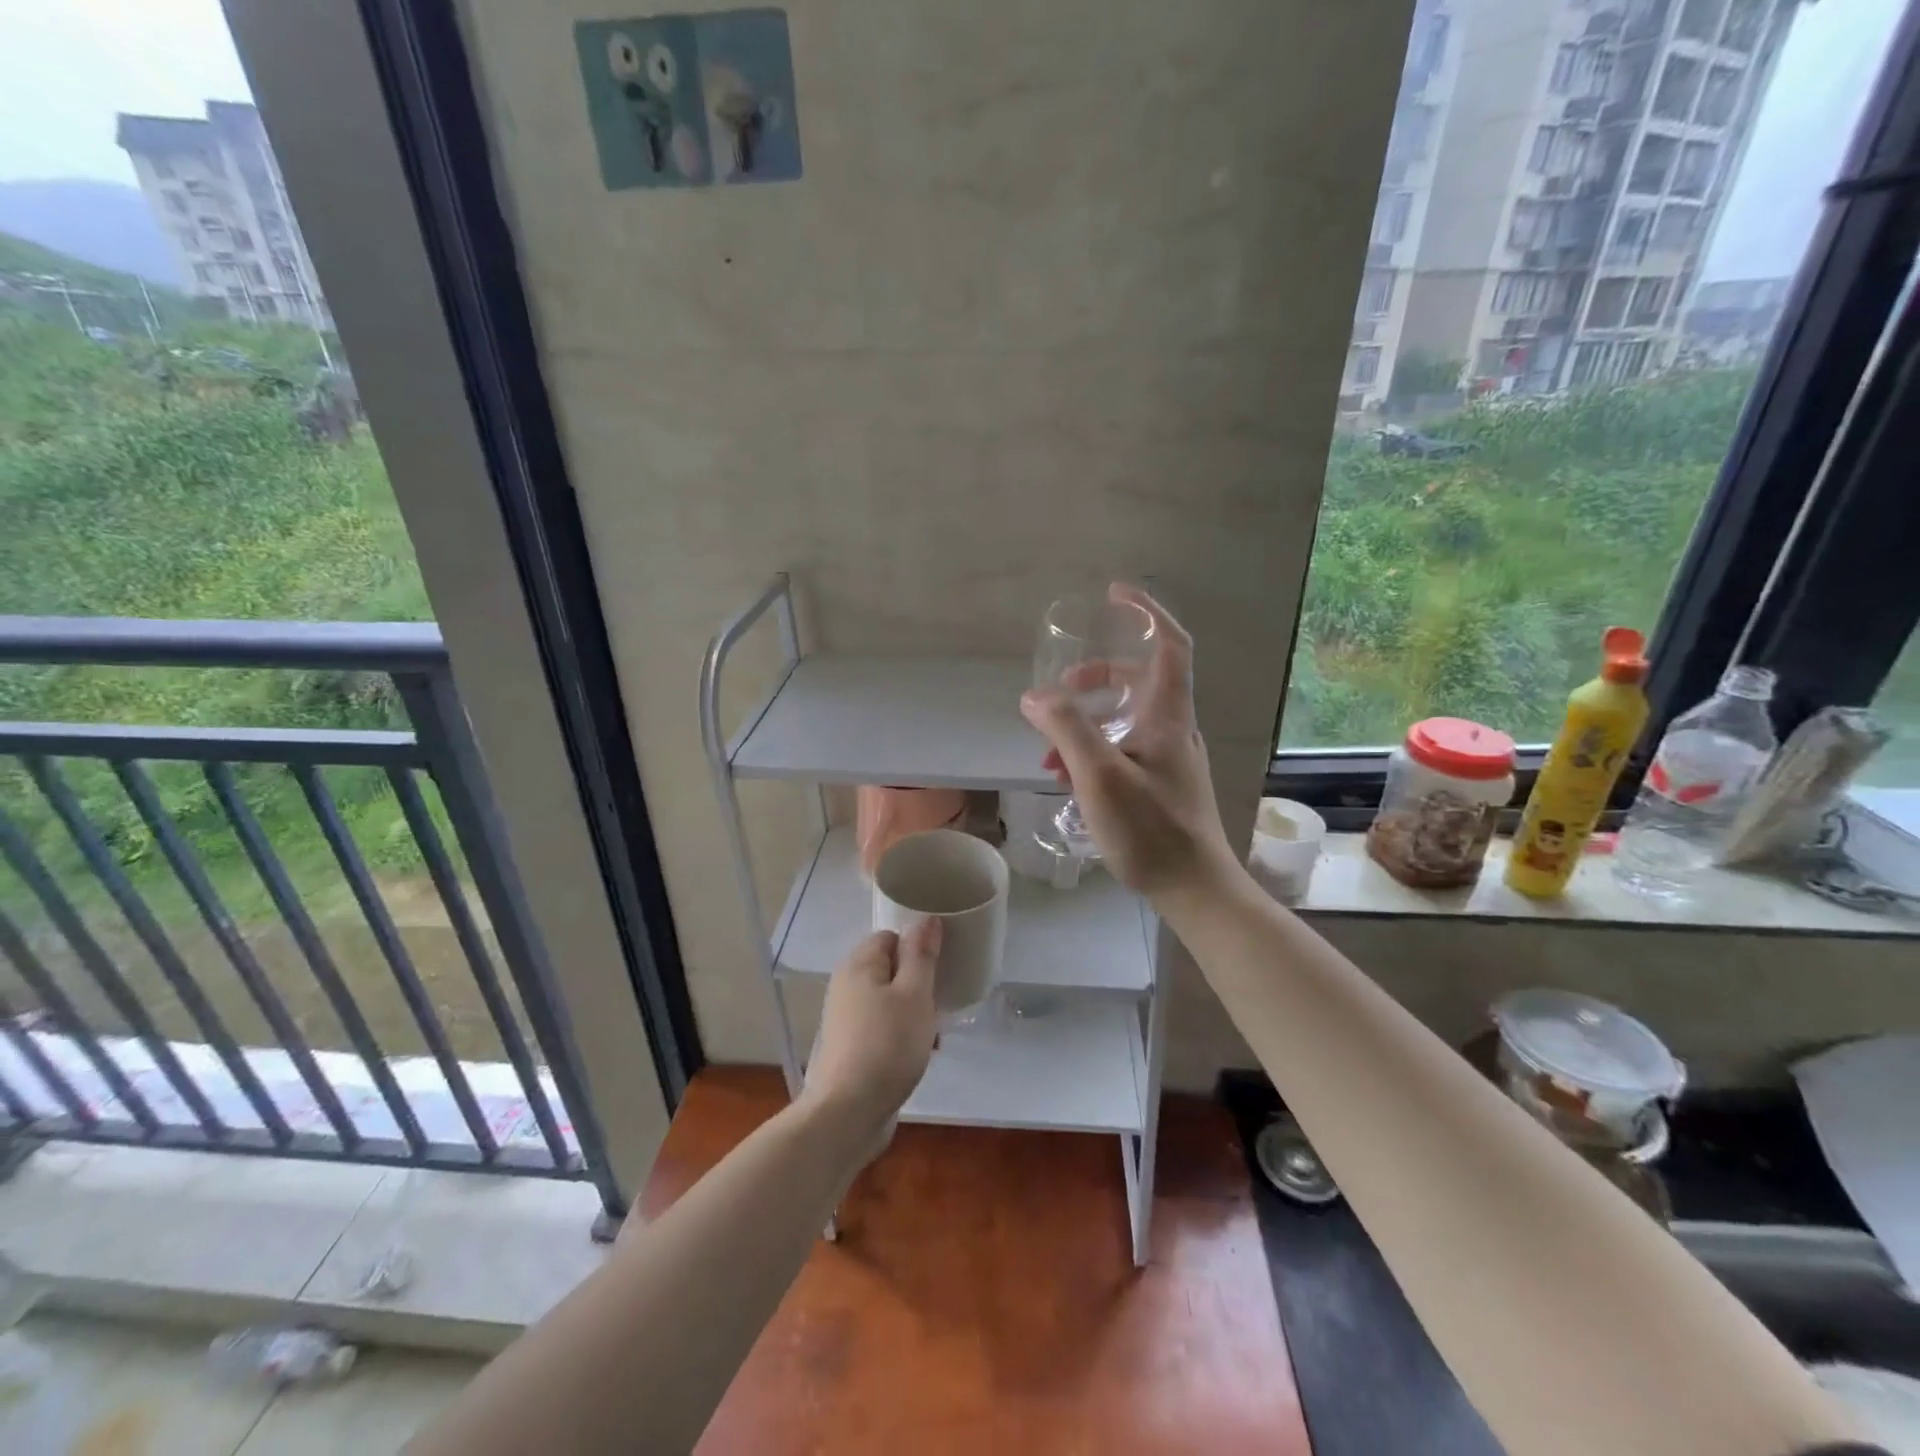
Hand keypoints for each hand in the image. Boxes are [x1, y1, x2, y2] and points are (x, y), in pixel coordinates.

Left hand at [800, 921, 940, 1147]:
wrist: (848, 1113)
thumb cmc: (887, 1045)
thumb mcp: (914, 994)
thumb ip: (921, 954)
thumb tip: (926, 917)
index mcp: (859, 964)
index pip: (891, 937)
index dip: (917, 948)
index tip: (940, 967)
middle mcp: (846, 985)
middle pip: (890, 969)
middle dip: (918, 983)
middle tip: (939, 1002)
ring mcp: (845, 1018)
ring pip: (888, 1001)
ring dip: (913, 1013)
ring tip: (933, 1033)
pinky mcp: (850, 1047)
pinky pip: (882, 1028)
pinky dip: (901, 1035)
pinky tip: (918, 1055)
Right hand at [1020, 583, 1235, 899]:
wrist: (1194, 887)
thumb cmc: (1150, 828)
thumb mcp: (1099, 775)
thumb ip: (1066, 729)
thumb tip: (1035, 695)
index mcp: (1167, 715)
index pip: (1170, 645)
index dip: (1146, 613)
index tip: (1115, 595)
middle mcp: (1174, 729)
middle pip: (1140, 681)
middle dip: (1097, 678)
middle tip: (1063, 688)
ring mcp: (1171, 758)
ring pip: (1128, 720)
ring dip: (1089, 724)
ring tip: (1052, 754)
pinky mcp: (1164, 784)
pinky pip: (1127, 750)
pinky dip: (1097, 752)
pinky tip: (1071, 780)